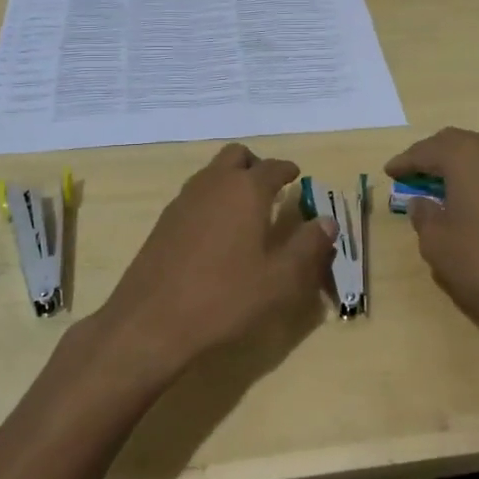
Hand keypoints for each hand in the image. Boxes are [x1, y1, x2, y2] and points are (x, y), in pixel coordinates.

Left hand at [98, 144, 335, 373]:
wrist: (151, 322)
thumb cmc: (225, 298)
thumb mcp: (280, 279)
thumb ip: (308, 246)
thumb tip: (327, 221)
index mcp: (245, 190)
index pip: (273, 167)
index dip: (288, 170)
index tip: (297, 178)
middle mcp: (213, 184)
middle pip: (237, 156)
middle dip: (256, 166)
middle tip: (271, 189)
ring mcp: (183, 200)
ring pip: (212, 172)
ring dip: (231, 181)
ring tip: (247, 211)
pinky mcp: (164, 222)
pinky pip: (195, 195)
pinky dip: (212, 200)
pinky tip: (218, 234)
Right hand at [385, 127, 478, 343]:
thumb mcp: (438, 244)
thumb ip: (424, 216)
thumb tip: (422, 202)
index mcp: (465, 156)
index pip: (426, 150)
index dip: (405, 161)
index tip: (390, 171)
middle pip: (459, 141)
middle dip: (436, 155)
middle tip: (418, 173)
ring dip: (470, 160)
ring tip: (457, 180)